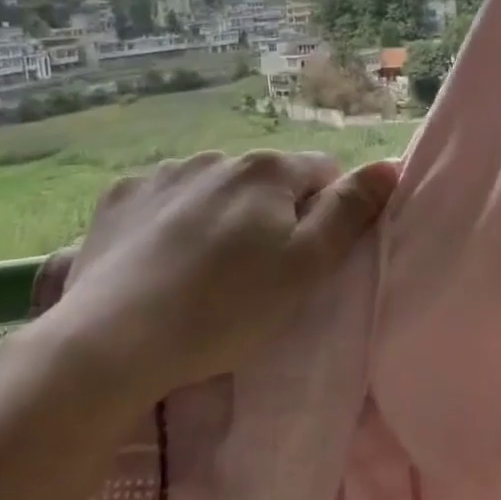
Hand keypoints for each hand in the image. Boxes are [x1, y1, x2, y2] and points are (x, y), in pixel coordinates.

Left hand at [36, 151, 399, 394]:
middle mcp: (216, 157)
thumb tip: (389, 166)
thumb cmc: (225, 308)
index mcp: (266, 170)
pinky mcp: (120, 198)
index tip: (306, 259)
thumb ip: (350, 211)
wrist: (111, 342)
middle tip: (257, 275)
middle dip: (272, 215)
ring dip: (222, 216)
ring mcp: (163, 174)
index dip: (325, 214)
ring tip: (204, 273)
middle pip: (267, 181)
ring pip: (215, 189)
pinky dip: (173, 222)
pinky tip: (161, 262)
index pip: (323, 173)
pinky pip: (165, 200)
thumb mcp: (305, 267)